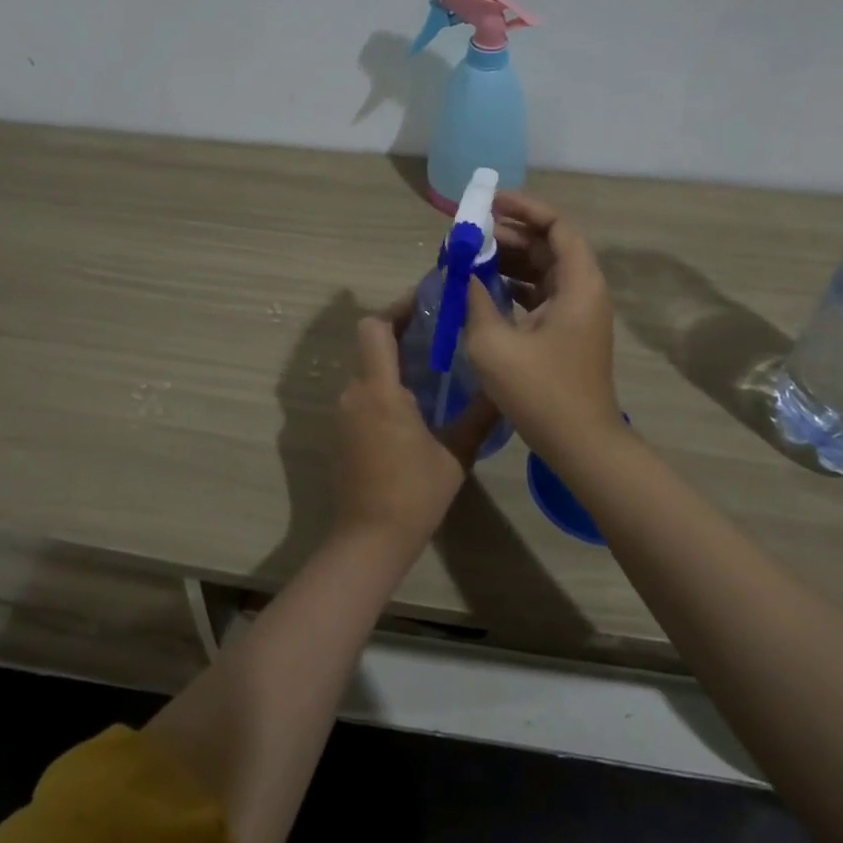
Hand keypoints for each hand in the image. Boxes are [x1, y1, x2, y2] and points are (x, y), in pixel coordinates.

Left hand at [334, 314, 500, 555]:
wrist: (369, 540)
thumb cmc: (414, 494)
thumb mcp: (455, 454)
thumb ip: (478, 415)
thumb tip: (502, 387)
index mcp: (379, 391)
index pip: (374, 328)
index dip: (396, 309)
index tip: (426, 302)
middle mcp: (354, 394)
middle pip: (369, 345)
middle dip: (400, 332)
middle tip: (439, 331)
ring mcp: (343, 414)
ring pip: (366, 370)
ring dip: (392, 361)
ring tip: (432, 365)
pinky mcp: (341, 432)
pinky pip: (362, 394)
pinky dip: (383, 386)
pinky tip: (413, 402)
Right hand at [464, 192, 625, 457]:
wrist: (581, 445)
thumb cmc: (541, 392)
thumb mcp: (494, 343)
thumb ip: (475, 299)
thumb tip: (462, 271)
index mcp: (578, 284)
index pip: (557, 225)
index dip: (524, 207)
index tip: (488, 203)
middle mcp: (583, 290)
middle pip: (548, 245)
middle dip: (508, 234)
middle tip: (468, 234)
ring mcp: (576, 313)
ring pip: (542, 270)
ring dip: (508, 261)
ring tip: (468, 258)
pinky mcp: (566, 332)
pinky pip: (539, 294)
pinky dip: (512, 286)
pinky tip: (481, 290)